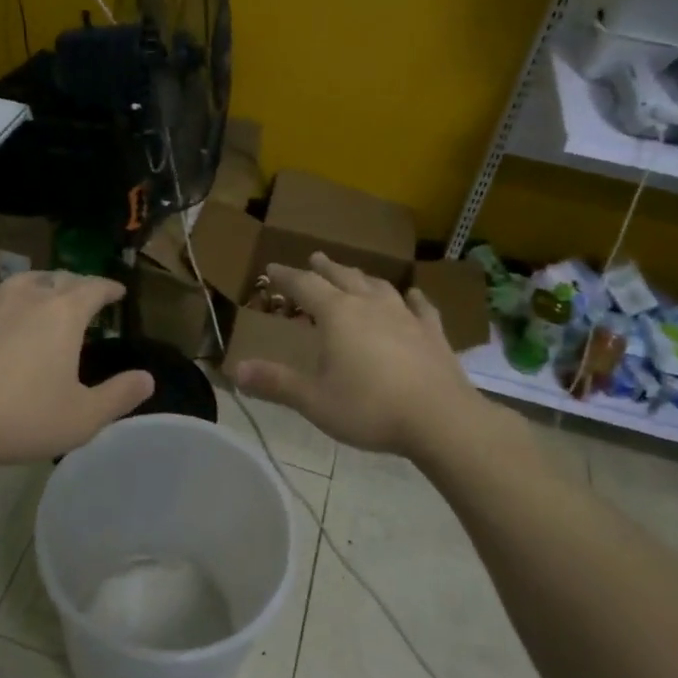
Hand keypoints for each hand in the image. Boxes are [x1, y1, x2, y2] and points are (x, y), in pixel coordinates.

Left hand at [0, 273, 152, 469]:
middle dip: (76, 284)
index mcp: (63, 313)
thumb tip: (148, 378)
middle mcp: (27, 296)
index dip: (109, 288)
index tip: (117, 292)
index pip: (94, 287)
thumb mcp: (84, 417)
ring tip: (42, 298)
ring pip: (21, 282)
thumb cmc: (24, 418)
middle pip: (58, 278)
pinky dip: (0, 302)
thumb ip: (120, 395)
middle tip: (84, 296)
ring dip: (38, 287)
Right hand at [234, 252, 487, 459]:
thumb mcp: (314, 400)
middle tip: (315, 258)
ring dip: (362, 277)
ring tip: (355, 274)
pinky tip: (413, 295)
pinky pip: (420, 306)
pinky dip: (412, 298)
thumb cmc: (370, 408)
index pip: (305, 285)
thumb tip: (236, 371)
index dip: (286, 276)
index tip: (272, 268)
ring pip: (379, 286)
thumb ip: (276, 383)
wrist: (441, 419)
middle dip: (325, 268)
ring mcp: (405, 316)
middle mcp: (370, 305)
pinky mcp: (433, 333)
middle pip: (343, 277)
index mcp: (337, 315)